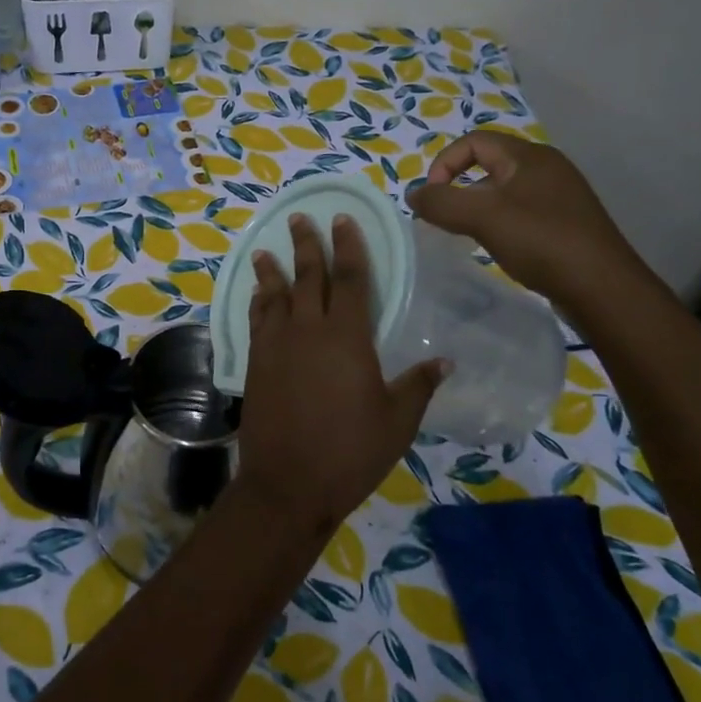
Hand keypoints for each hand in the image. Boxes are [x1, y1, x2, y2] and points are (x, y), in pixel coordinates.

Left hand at [235, 213, 444, 534]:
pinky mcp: (256, 363)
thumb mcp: (397, 421)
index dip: (349, 246)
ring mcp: (276, 345)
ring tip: (264, 250)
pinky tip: (257, 295)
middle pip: (308, 277)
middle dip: (306, 245)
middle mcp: (308, 330)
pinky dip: (257, 302)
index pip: (351, 279)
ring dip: (271, 270)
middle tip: (299, 218)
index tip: (342, 219)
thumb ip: (418, 386)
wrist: (288, 482)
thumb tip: (444, 361)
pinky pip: (256, 321)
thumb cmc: (350, 452)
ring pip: (275, 295)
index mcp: (347, 337)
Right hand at [407, 130, 648, 313]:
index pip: (474, 141)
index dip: (444, 163)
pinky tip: (496, 247)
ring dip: (477, 207)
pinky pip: (520, 212)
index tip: (432, 198)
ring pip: (503, 191)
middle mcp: (547, 168)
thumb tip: (413, 194)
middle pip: (488, 164)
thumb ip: (440, 202)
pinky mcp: (565, 223)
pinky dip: (499, 223)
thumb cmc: (540, 240)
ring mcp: (559, 196)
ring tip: (466, 234)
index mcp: (529, 156)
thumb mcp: (482, 216)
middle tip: (445, 218)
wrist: (601, 287)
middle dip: (458, 187)